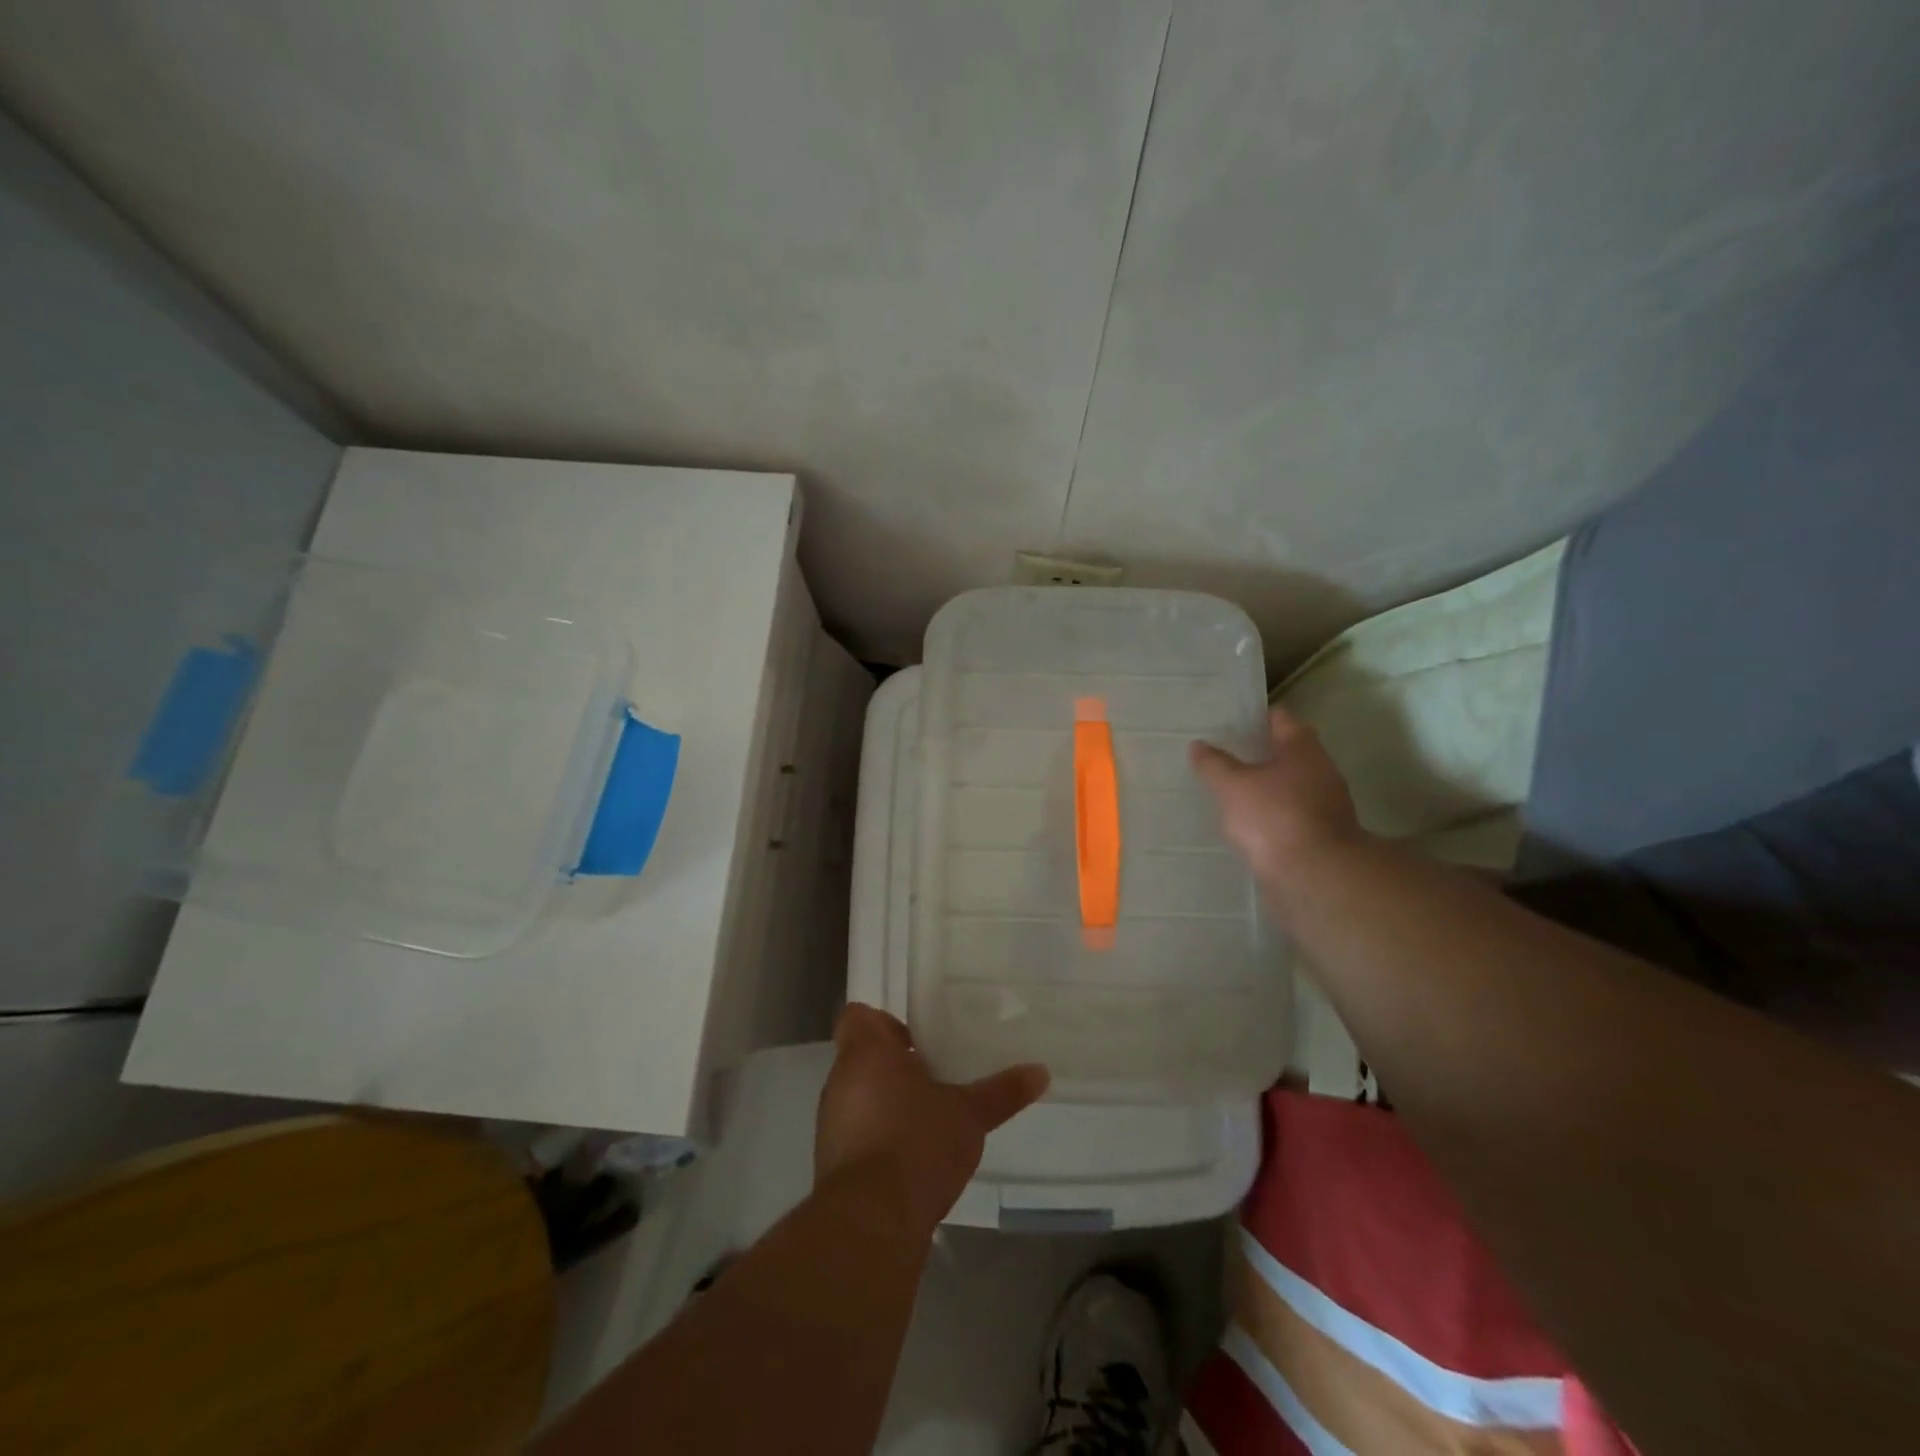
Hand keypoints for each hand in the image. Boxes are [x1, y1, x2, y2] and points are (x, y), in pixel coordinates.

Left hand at [815, 1004, 1048, 1233]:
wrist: (871, 1223)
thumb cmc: (917, 1145)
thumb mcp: (969, 1115)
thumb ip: (1002, 1091)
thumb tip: (1041, 1071)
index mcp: (866, 1052)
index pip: (859, 1016)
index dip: (886, 1023)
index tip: (919, 1041)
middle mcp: (841, 1080)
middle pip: (863, 1057)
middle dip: (897, 1065)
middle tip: (937, 1076)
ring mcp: (832, 1122)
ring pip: (859, 1096)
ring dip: (888, 1102)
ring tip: (931, 1117)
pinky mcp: (832, 1162)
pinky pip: (857, 1133)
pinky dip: (879, 1137)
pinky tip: (913, 1157)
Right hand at [1190, 706, 1365, 897]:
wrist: (1314, 877)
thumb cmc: (1273, 817)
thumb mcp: (1232, 786)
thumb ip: (1214, 764)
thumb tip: (1199, 745)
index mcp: (1302, 749)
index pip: (1281, 718)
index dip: (1256, 717)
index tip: (1231, 722)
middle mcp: (1321, 771)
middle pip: (1288, 753)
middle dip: (1259, 754)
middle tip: (1225, 756)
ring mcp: (1326, 805)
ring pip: (1291, 786)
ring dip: (1267, 788)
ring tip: (1231, 792)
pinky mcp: (1321, 836)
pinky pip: (1291, 816)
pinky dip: (1272, 816)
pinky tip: (1248, 826)